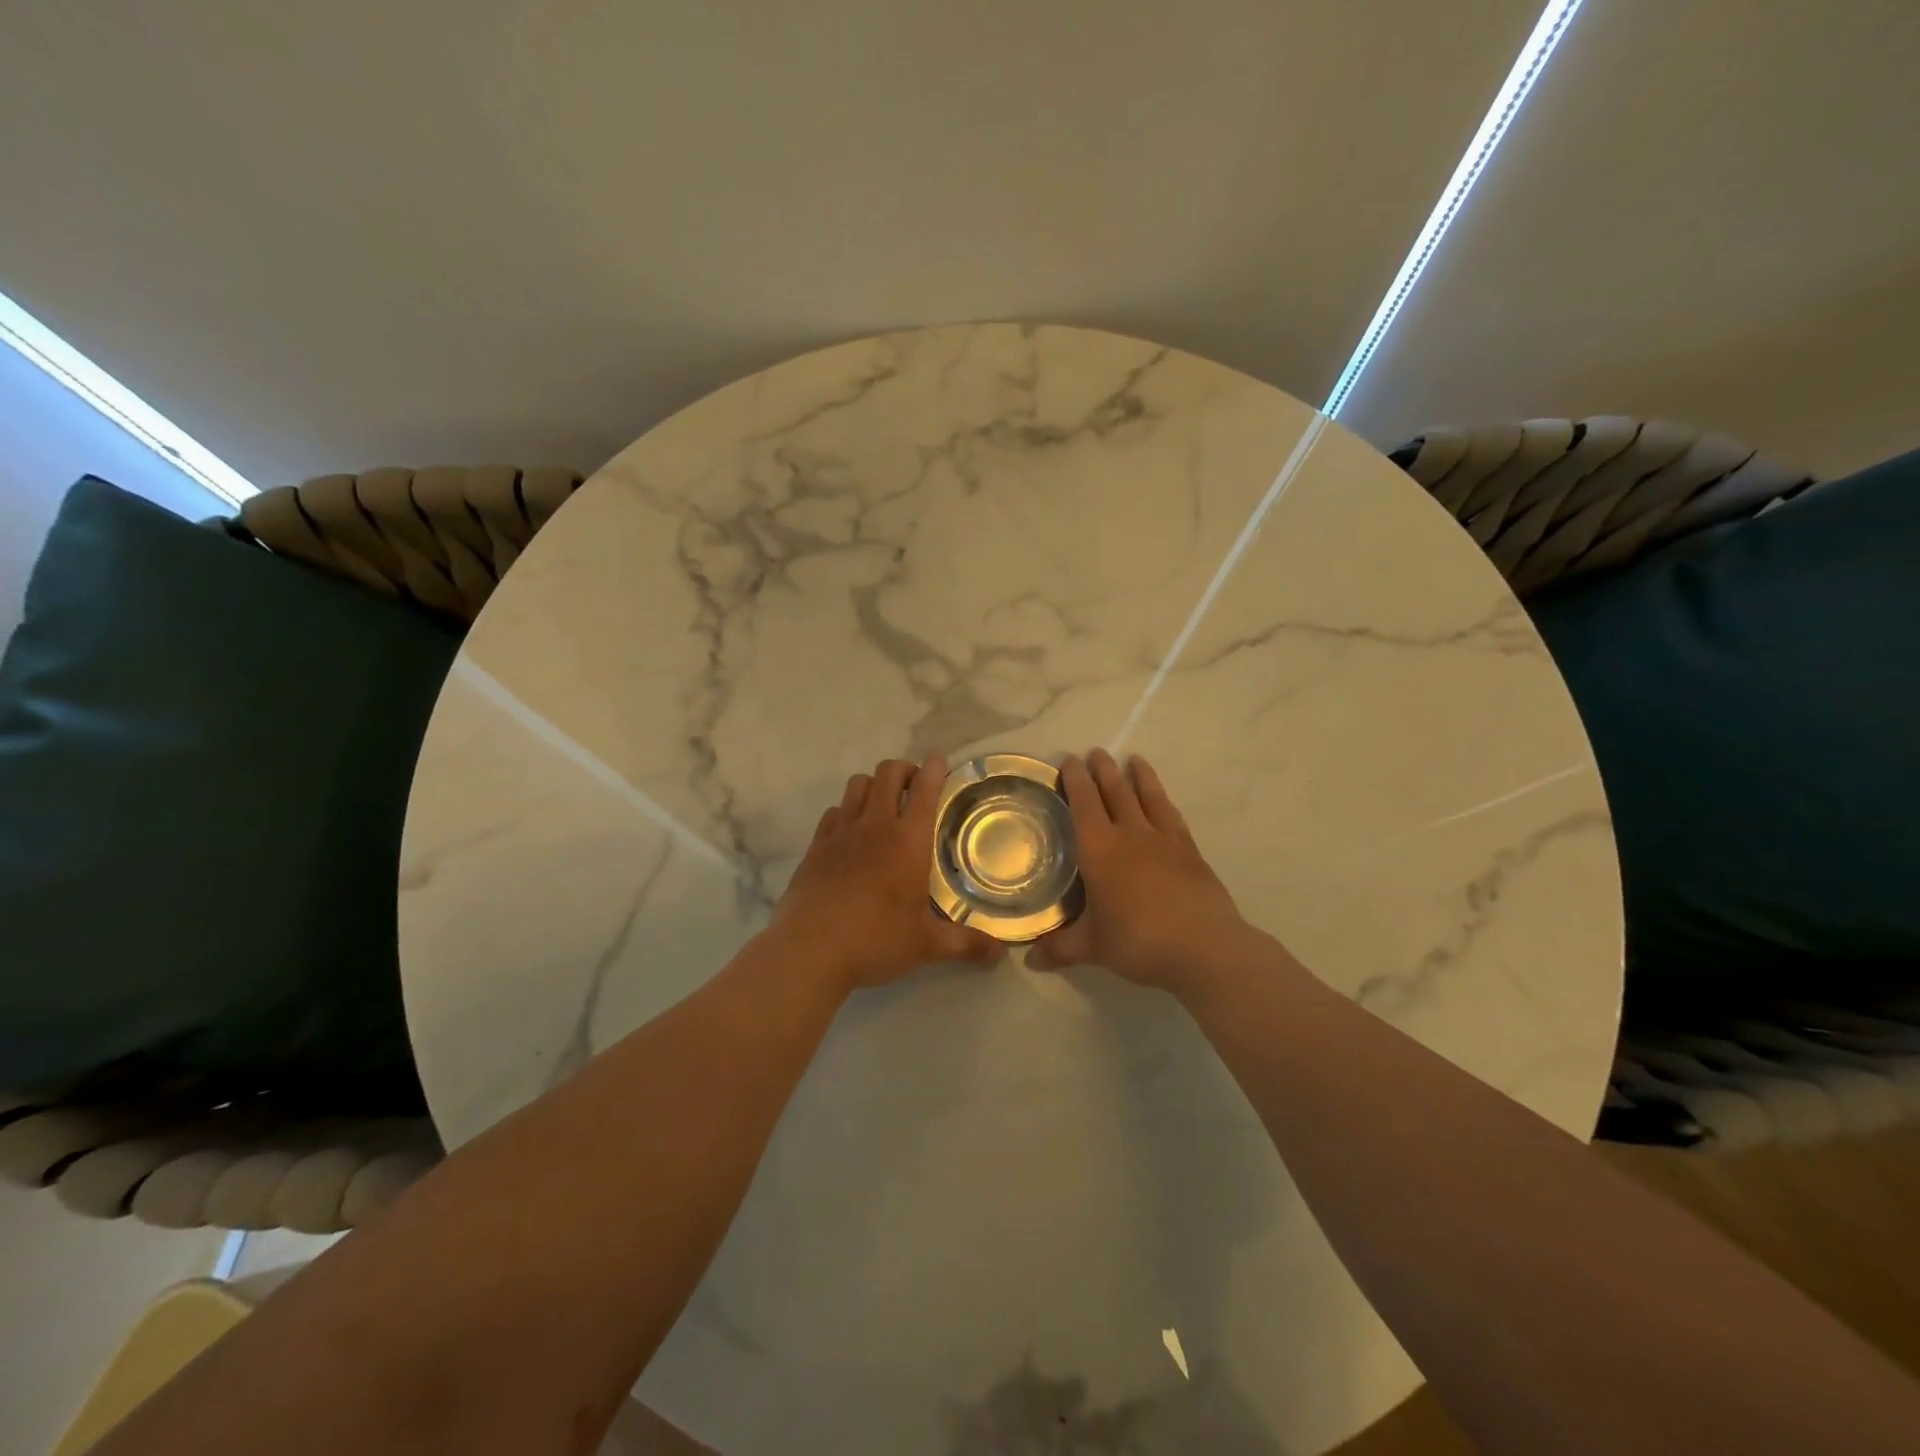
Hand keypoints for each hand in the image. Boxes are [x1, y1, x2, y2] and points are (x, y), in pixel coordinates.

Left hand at [770, 755, 1002, 991]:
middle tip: (915, 787)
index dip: (934, 769)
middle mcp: (875, 826)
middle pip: (888, 773)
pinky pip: (834, 811)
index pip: (925, 791)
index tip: (939, 760)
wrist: (809, 949)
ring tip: (883, 805)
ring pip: (858, 784)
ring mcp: (841, 832)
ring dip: (874, 785)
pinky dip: (847, 810)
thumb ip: (965, 944)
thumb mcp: (926, 946)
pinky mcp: (816, 845)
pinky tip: (851, 832)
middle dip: (904, 770)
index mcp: (908, 841)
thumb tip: (1000, 954)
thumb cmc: (875, 940)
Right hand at [1028, 749, 1258, 990]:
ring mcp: (1164, 840)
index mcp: (1099, 850)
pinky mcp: (1190, 852)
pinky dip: (1164, 802)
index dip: (1075, 780)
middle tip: (1095, 752)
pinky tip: (1163, 800)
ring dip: (1138, 777)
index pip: (1083, 804)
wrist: (1205, 948)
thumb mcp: (1092, 948)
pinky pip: (1173, 816)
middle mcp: (1130, 835)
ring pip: (1148, 797)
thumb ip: (1060, 949)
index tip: (1069, 760)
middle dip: (1103, 770)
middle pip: (1115, 792)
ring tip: (1133, 759)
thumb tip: (1029, 961)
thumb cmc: (1138, 941)